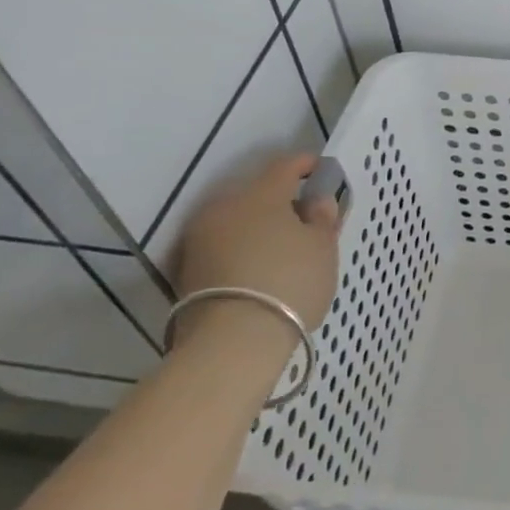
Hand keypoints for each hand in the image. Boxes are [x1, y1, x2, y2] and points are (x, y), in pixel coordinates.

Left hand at [177, 153, 341, 335]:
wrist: (231, 344)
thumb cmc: (289, 283)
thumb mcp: (323, 248)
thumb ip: (323, 217)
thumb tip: (316, 201)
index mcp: (261, 193)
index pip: (285, 165)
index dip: (306, 165)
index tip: (321, 171)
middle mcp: (224, 207)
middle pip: (258, 194)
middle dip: (282, 202)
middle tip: (307, 220)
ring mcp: (200, 239)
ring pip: (238, 221)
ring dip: (260, 227)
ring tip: (284, 250)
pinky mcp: (187, 270)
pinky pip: (224, 247)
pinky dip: (243, 250)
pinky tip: (260, 269)